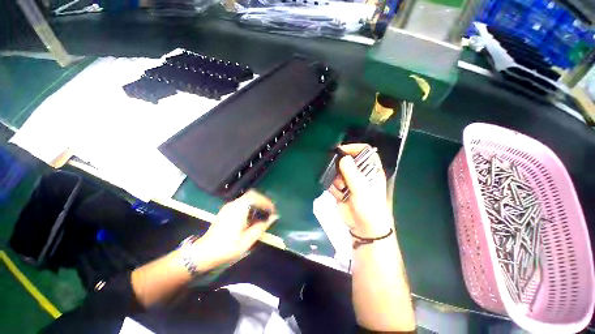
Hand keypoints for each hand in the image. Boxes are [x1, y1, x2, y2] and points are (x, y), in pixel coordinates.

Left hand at [192, 190, 277, 270]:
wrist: (203, 253)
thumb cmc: (227, 247)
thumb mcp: (247, 240)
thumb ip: (262, 226)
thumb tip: (273, 217)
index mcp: (239, 208)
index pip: (256, 197)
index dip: (267, 202)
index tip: (273, 210)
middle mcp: (234, 204)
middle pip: (252, 195)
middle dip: (262, 200)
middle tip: (269, 210)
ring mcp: (228, 207)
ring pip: (246, 198)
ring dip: (256, 203)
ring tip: (262, 214)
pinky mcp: (225, 211)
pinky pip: (241, 203)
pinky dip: (250, 206)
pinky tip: (251, 217)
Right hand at [328, 144, 393, 236]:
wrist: (364, 228)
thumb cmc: (368, 207)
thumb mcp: (361, 189)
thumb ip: (351, 173)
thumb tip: (343, 157)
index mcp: (370, 170)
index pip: (365, 152)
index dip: (354, 148)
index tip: (341, 151)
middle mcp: (360, 174)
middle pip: (348, 161)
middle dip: (340, 165)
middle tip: (336, 170)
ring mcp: (350, 182)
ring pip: (339, 172)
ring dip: (336, 178)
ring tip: (339, 187)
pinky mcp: (342, 191)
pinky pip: (333, 183)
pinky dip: (332, 187)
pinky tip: (336, 194)